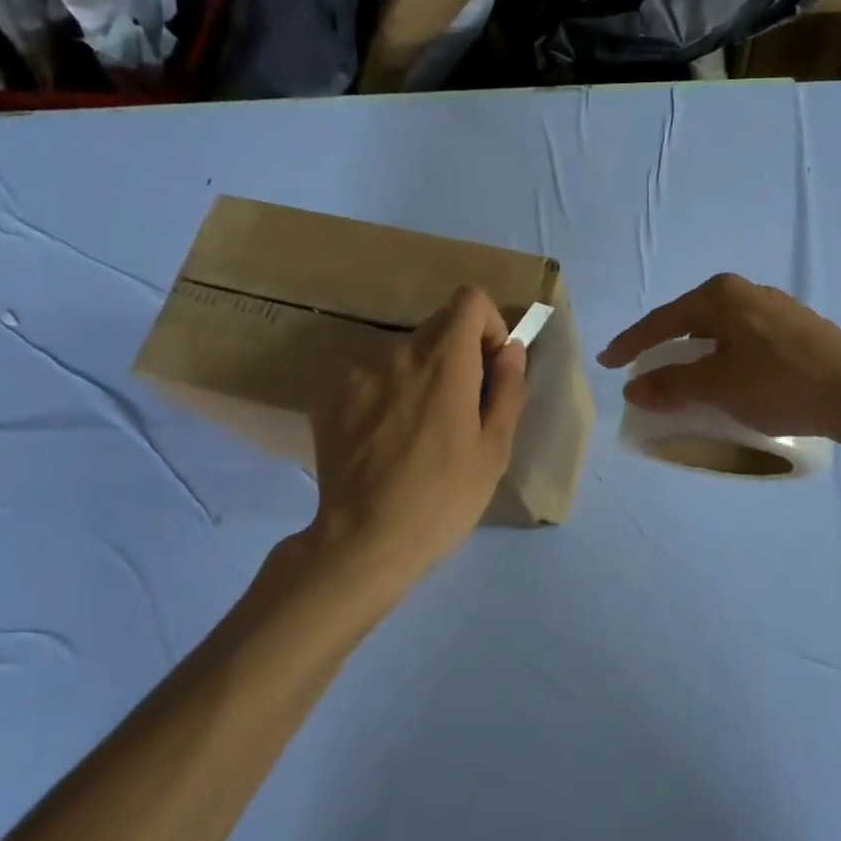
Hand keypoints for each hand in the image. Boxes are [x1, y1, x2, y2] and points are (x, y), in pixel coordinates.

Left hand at [305, 287, 527, 585]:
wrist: (363, 541)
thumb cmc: (443, 498)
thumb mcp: (495, 449)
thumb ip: (508, 389)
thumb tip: (511, 350)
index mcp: (444, 361)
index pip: (469, 299)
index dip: (487, 325)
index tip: (489, 367)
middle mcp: (396, 353)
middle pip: (436, 327)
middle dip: (457, 355)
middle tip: (459, 409)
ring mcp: (356, 373)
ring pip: (402, 355)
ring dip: (419, 376)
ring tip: (418, 432)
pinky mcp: (329, 397)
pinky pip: (370, 377)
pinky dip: (385, 394)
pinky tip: (385, 440)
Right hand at [598, 273, 840, 439]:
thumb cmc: (778, 383)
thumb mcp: (716, 386)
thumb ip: (670, 385)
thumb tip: (633, 388)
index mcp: (720, 294)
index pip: (662, 320)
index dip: (631, 343)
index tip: (607, 362)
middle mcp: (746, 291)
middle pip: (690, 321)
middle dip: (665, 348)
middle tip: (644, 370)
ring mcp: (775, 308)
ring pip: (719, 331)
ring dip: (696, 356)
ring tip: (684, 380)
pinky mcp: (797, 328)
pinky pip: (743, 340)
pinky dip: (724, 359)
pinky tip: (728, 379)